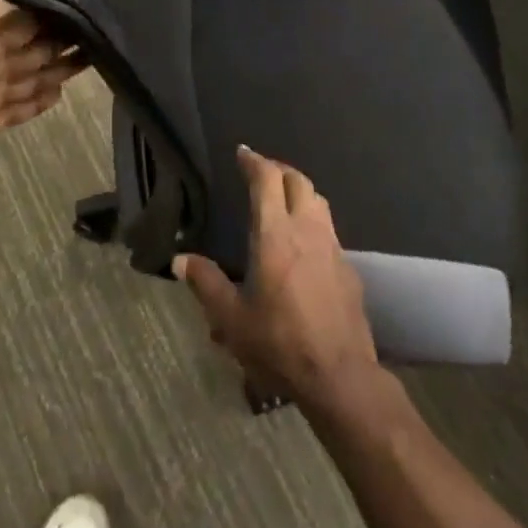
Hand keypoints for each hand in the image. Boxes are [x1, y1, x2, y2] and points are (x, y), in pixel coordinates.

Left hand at [0, 0, 86, 244]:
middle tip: (107, 26)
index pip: (20, 20)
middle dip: (62, 37)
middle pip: (29, 47)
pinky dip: (37, 100)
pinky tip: (58, 94)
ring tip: (95, 56)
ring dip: (56, 67)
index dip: (50, 7)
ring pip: (27, 76)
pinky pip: (17, 107)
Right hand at [174, 147, 380, 413]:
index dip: (254, 161)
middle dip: (278, 170)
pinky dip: (313, 219)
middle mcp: (307, 230)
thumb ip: (206, 283)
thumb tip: (180, 260)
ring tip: (283, 198)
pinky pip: (329, 228)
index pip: (267, 180)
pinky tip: (304, 242)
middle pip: (298, 181)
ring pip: (318, 201)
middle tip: (260, 172)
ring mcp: (332, 247)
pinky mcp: (348, 268)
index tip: (243, 152)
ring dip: (299, 190)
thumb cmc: (279, 343)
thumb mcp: (231, 319)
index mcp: (275, 234)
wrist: (339, 375)